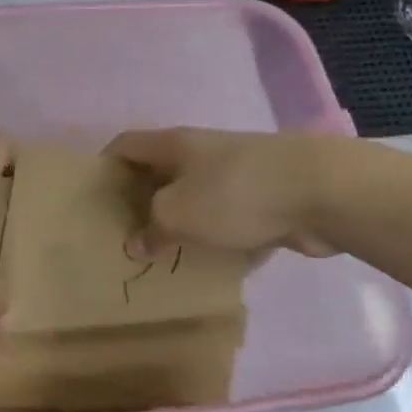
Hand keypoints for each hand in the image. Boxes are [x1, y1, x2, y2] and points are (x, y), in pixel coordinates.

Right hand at [105, 128, 338, 258]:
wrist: (319, 191)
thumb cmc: (234, 193)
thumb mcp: (178, 211)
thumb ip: (152, 227)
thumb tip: (137, 243)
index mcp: (175, 145)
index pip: (127, 144)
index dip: (105, 165)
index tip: (92, 197)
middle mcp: (202, 153)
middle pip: (160, 172)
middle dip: (141, 201)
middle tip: (124, 236)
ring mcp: (236, 175)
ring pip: (196, 198)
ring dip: (181, 224)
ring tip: (162, 257)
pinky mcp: (265, 199)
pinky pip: (229, 219)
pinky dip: (217, 238)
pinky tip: (211, 266)